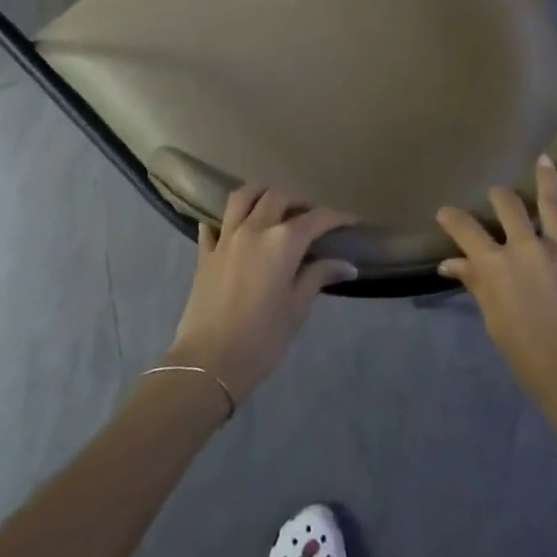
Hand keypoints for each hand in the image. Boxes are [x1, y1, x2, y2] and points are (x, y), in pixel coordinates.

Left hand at [164, 186, 357, 404]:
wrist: (208, 363)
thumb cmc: (262, 338)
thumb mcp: (297, 308)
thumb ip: (320, 277)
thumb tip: (348, 265)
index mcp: (283, 241)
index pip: (317, 218)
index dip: (337, 217)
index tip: (351, 221)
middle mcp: (254, 228)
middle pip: (279, 197)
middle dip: (299, 202)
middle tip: (311, 218)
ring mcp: (226, 237)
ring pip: (243, 197)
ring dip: (262, 194)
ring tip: (273, 206)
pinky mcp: (204, 252)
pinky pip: (214, 223)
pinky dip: (226, 219)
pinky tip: (234, 227)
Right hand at [437, 156, 556, 402]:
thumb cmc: (526, 354)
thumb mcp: (494, 319)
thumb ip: (476, 284)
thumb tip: (452, 264)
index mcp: (495, 265)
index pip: (466, 229)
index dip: (452, 218)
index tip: (444, 212)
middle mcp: (524, 247)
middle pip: (507, 205)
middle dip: (497, 196)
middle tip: (494, 194)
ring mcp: (555, 250)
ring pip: (548, 204)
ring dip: (544, 179)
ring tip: (543, 160)